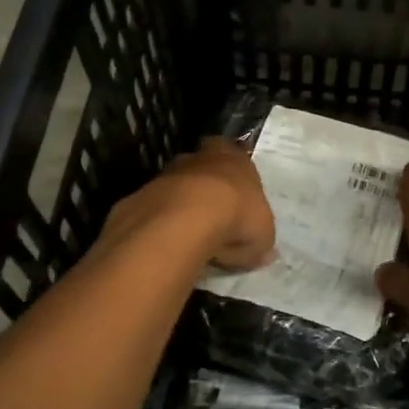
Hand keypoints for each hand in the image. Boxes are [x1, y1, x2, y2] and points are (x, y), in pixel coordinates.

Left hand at [109, 137, 274, 271]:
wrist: (186, 218)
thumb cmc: (236, 217)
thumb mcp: (262, 237)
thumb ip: (260, 241)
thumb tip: (263, 252)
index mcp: (236, 160)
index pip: (236, 156)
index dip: (236, 174)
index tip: (237, 194)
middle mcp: (202, 158)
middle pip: (204, 164)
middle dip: (207, 181)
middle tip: (213, 209)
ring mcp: (170, 172)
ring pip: (178, 183)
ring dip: (182, 201)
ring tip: (190, 232)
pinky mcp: (144, 192)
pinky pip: (157, 205)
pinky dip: (162, 219)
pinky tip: (168, 240)